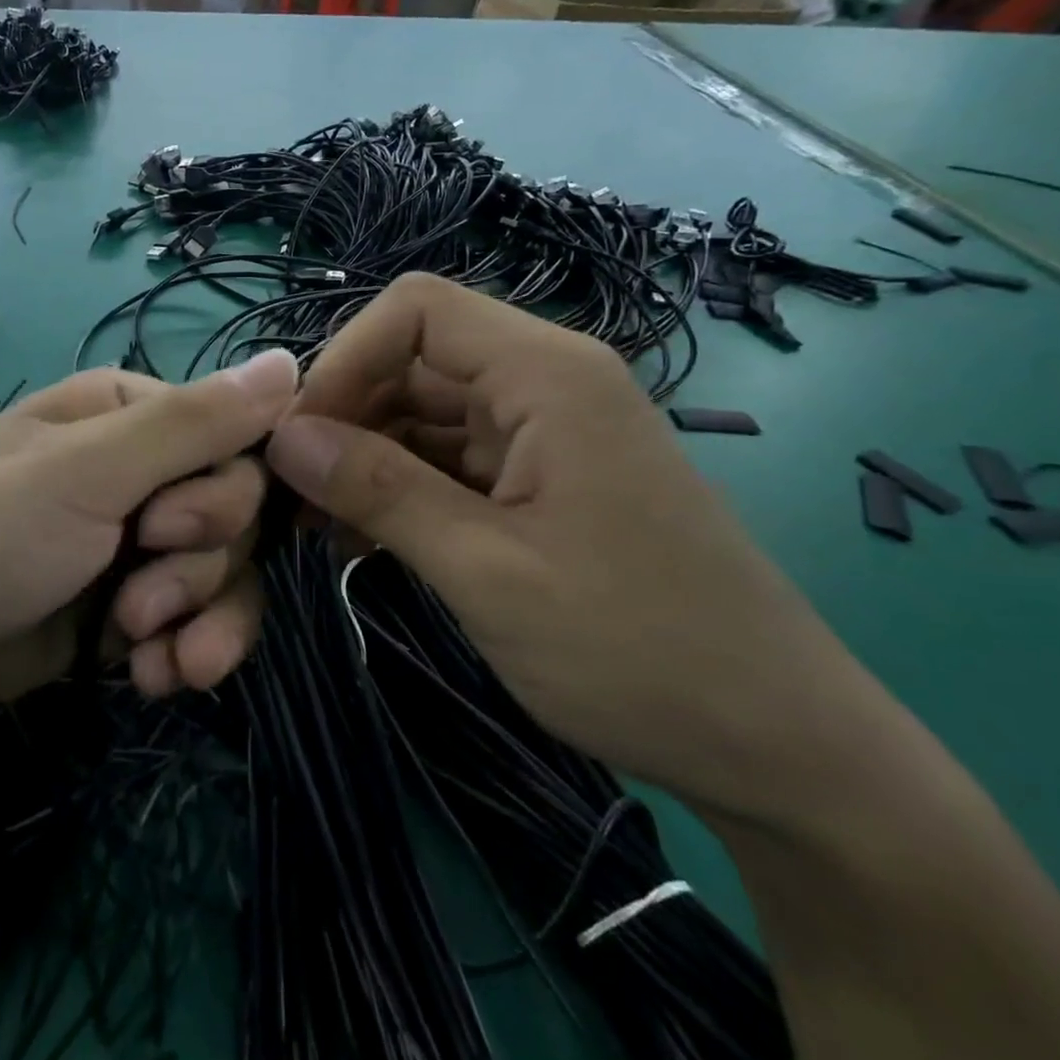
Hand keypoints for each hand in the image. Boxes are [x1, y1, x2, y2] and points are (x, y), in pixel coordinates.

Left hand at [0, 351, 298, 738]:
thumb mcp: (87, 471)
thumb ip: (193, 422)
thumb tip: (293, 361)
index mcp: (130, 414)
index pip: (237, 438)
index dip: (226, 493)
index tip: (170, 528)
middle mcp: (141, 470)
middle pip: (236, 511)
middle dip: (200, 565)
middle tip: (138, 596)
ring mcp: (136, 541)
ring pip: (226, 572)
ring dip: (197, 617)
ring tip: (141, 650)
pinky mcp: (129, 605)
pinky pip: (196, 620)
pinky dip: (182, 651)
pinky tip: (148, 676)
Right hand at [264, 273, 885, 826]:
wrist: (777, 748)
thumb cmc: (637, 651)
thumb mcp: (486, 570)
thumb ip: (378, 490)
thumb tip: (283, 438)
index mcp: (547, 375)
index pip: (416, 311)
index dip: (344, 359)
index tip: (300, 439)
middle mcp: (545, 383)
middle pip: (411, 361)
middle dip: (343, 416)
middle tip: (291, 493)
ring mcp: (543, 433)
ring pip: (421, 412)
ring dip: (362, 458)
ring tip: (315, 525)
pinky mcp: (539, 479)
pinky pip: (445, 458)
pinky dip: (396, 487)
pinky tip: (360, 538)